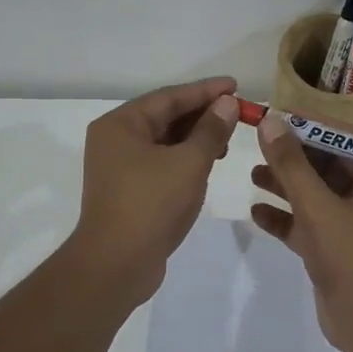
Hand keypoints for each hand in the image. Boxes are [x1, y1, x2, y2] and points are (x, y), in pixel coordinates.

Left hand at [67, 77, 239, 303]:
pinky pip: (161, 163)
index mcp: (121, 124)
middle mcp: (115, 140)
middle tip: (238, 113)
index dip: (205, 91)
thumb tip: (227, 103)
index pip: (169, 97)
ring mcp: (119, 167)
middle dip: (202, 114)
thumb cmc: (151, 205)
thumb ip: (211, 130)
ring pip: (164, 141)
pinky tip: (208, 163)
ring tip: (227, 139)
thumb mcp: (189, 163)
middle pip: (165, 117)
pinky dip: (185, 159)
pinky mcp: (128, 190)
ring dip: (196, 138)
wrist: (116, 265)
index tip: (236, 86)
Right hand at [250, 114, 352, 351]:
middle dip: (292, 156)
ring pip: (315, 195)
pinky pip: (308, 224)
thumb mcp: (318, 207)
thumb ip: (292, 164)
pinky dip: (285, 218)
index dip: (308, 126)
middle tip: (256, 142)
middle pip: (326, 165)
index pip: (342, 139)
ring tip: (252, 174)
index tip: (274, 115)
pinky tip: (256, 212)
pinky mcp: (336, 248)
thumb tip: (270, 121)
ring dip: (285, 185)